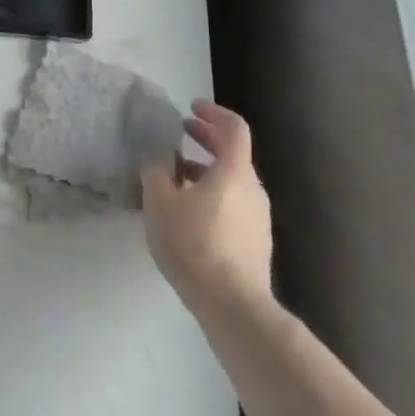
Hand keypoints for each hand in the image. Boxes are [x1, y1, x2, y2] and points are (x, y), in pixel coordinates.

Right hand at [141, 100, 273, 312]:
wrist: (234, 308)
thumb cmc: (194, 245)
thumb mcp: (160, 202)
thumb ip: (156, 171)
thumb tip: (158, 157)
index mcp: (234, 171)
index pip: (234, 127)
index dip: (213, 112)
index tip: (191, 107)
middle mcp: (253, 189)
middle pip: (234, 153)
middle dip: (206, 138)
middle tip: (182, 131)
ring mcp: (258, 218)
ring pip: (232, 181)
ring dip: (207, 169)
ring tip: (176, 176)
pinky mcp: (255, 244)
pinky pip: (234, 205)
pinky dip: (213, 194)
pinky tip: (189, 213)